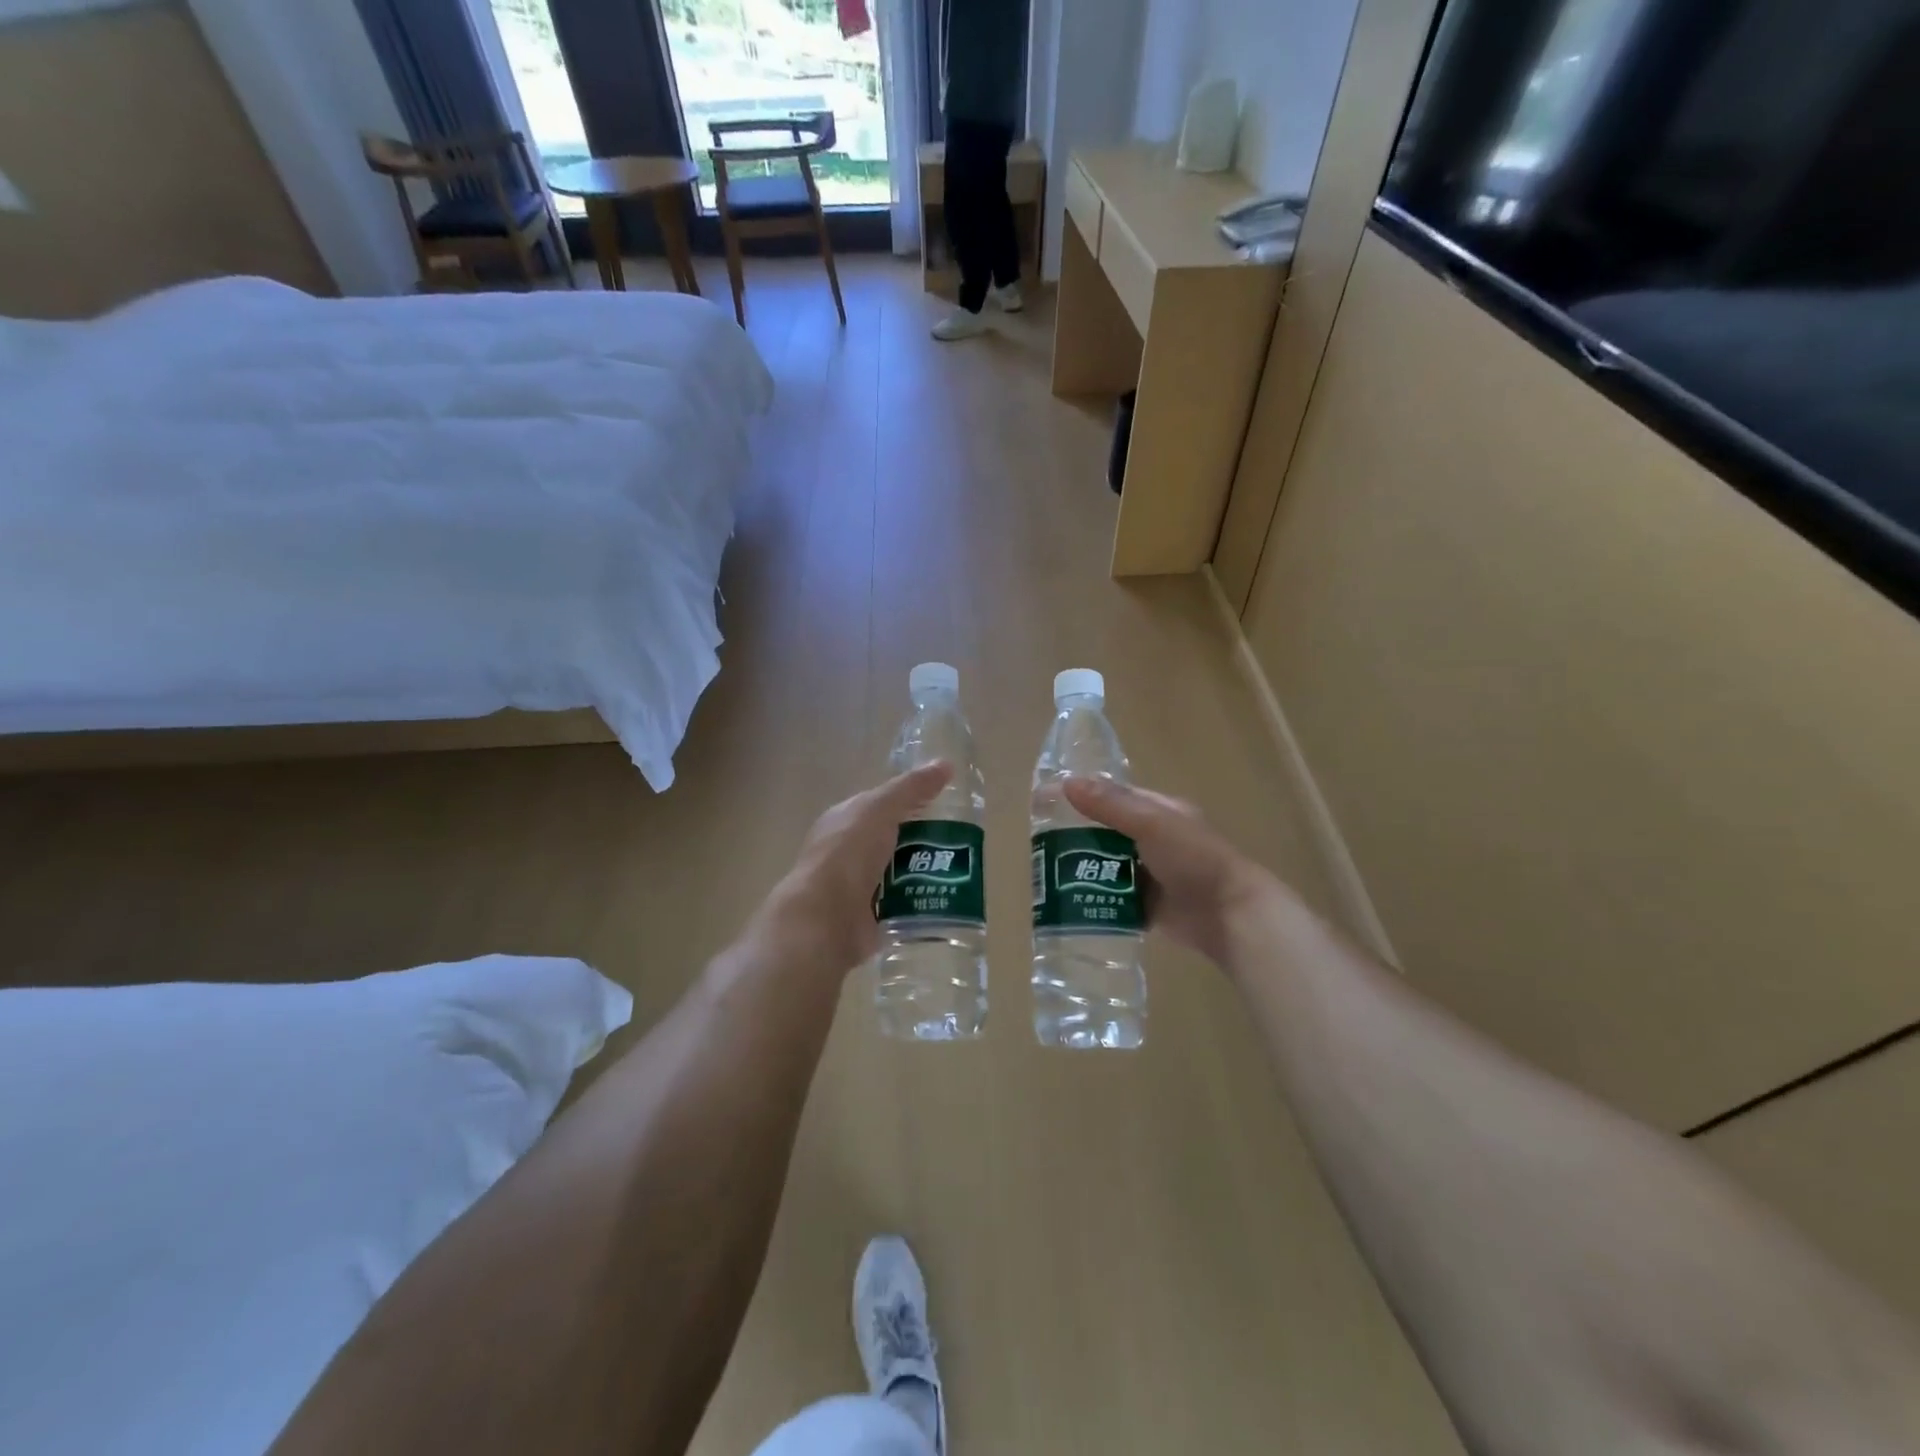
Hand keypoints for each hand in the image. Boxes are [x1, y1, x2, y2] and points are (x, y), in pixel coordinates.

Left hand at [750, 764, 951, 983]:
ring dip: (925, 873)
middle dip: (924, 840)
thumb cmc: (848, 854)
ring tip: (962, 873)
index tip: (946, 804)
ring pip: (899, 874)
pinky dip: (919, 903)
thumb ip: (911, 788)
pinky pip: (901, 906)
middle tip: (962, 843)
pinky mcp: (869, 918)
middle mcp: (848, 852)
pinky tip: (944, 901)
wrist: (825, 919)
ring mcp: (857, 887)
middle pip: (893, 840)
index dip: (911, 800)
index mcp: (844, 820)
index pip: (881, 805)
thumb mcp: (880, 809)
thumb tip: (945, 764)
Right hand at [1062, 779, 1272, 967]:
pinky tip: (1067, 901)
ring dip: (1082, 869)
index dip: (1081, 796)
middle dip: (1076, 836)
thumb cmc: (1194, 859)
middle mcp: (1153, 840)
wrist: (1230, 916)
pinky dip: (1094, 897)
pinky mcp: (1147, 906)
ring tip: (1043, 873)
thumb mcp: (1151, 823)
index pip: (1113, 796)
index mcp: (1158, 811)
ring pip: (1106, 866)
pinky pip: (1113, 897)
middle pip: (1106, 833)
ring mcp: (1150, 874)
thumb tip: (1065, 782)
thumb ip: (1110, 805)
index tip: (1044, 801)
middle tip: (1036, 844)